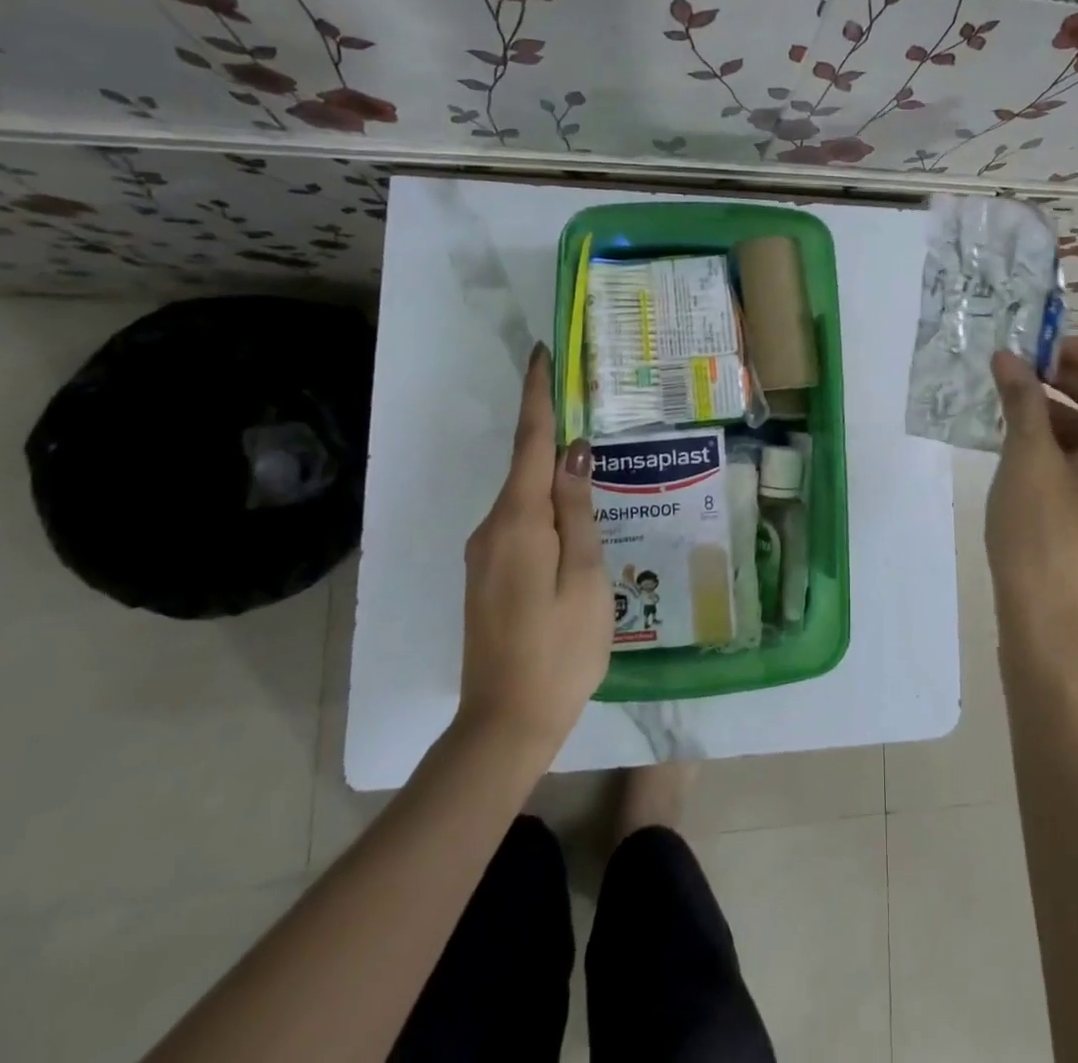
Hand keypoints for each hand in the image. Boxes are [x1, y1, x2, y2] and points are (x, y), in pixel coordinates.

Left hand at [457, 343, 610, 757]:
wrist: (505, 723)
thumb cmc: (561, 648)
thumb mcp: (585, 576)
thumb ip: (577, 510)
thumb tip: (573, 452)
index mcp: (517, 522)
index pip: (529, 442)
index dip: (538, 396)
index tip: (542, 354)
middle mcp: (491, 528)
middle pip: (524, 466)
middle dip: (551, 430)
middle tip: (588, 403)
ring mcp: (484, 554)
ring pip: (523, 497)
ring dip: (550, 471)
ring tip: (593, 461)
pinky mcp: (488, 574)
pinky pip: (519, 522)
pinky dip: (543, 504)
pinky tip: (573, 516)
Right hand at [985, 334, 1077, 669]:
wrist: (1053, 630)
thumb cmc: (1046, 538)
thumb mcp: (1027, 459)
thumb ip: (1021, 400)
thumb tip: (1007, 358)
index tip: (1047, 353)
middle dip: (1070, 376)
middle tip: (1018, 371)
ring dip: (1061, 407)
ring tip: (1009, 403)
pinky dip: (1062, 440)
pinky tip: (1018, 440)